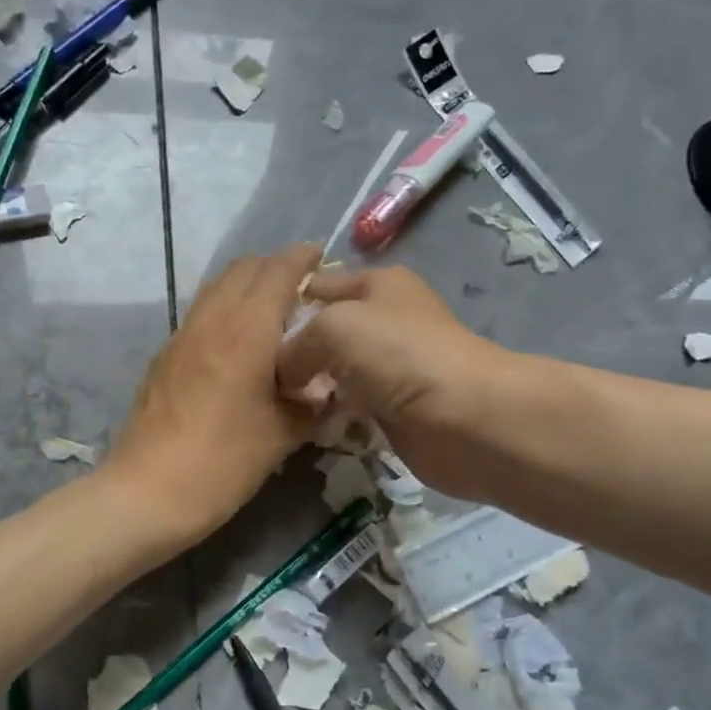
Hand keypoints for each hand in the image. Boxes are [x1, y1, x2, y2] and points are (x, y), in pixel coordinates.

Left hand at [106, 244, 321, 546]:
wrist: (147, 493)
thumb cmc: (222, 463)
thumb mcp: (282, 436)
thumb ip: (311, 405)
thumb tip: (329, 394)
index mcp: (246, 331)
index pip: (278, 271)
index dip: (303, 257)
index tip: (323, 256)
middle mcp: (211, 320)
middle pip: (243, 269)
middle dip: (275, 267)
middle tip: (303, 288)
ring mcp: (181, 336)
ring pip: (217, 289)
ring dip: (247, 286)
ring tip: (273, 312)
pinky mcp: (164, 358)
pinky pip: (201, 315)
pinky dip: (226, 311)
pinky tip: (238, 345)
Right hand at [275, 265, 509, 501]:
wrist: (466, 417)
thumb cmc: (399, 356)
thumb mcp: (334, 328)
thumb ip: (294, 344)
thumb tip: (283, 375)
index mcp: (377, 284)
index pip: (315, 285)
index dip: (281, 304)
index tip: (244, 332)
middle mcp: (384, 320)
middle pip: (322, 332)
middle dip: (291, 353)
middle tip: (254, 376)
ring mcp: (390, 367)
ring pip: (334, 372)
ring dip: (310, 388)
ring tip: (276, 404)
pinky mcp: (394, 408)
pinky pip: (350, 406)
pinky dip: (330, 415)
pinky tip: (308, 425)